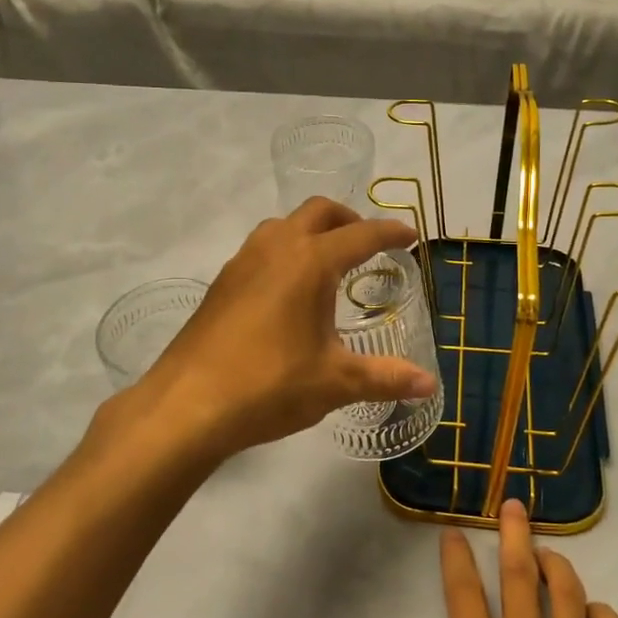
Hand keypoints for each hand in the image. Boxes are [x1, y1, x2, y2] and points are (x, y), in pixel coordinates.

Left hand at [133, 198, 437, 460]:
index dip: (390, 232)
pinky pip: (260, 249)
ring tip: (327, 264)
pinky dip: (284, 252)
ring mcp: (242, 262)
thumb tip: (429, 385)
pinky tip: (287, 293)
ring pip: (282, 226)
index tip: (409, 235)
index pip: (361, 235)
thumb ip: (385, 377)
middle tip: (367, 244)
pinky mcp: (221, 284)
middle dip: (348, 220)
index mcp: (310, 262)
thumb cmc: (270, 385)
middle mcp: (276, 249)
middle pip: (318, 212)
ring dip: (310, 232)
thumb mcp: (335, 382)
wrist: (187, 405)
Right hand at [384, 499, 617, 617]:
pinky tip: (593, 612)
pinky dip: (602, 613)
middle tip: (514, 504)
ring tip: (548, 550)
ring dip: (557, 564)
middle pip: (521, 576)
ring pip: (568, 594)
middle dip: (514, 535)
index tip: (454, 531)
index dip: (456, 557)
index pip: (464, 592)